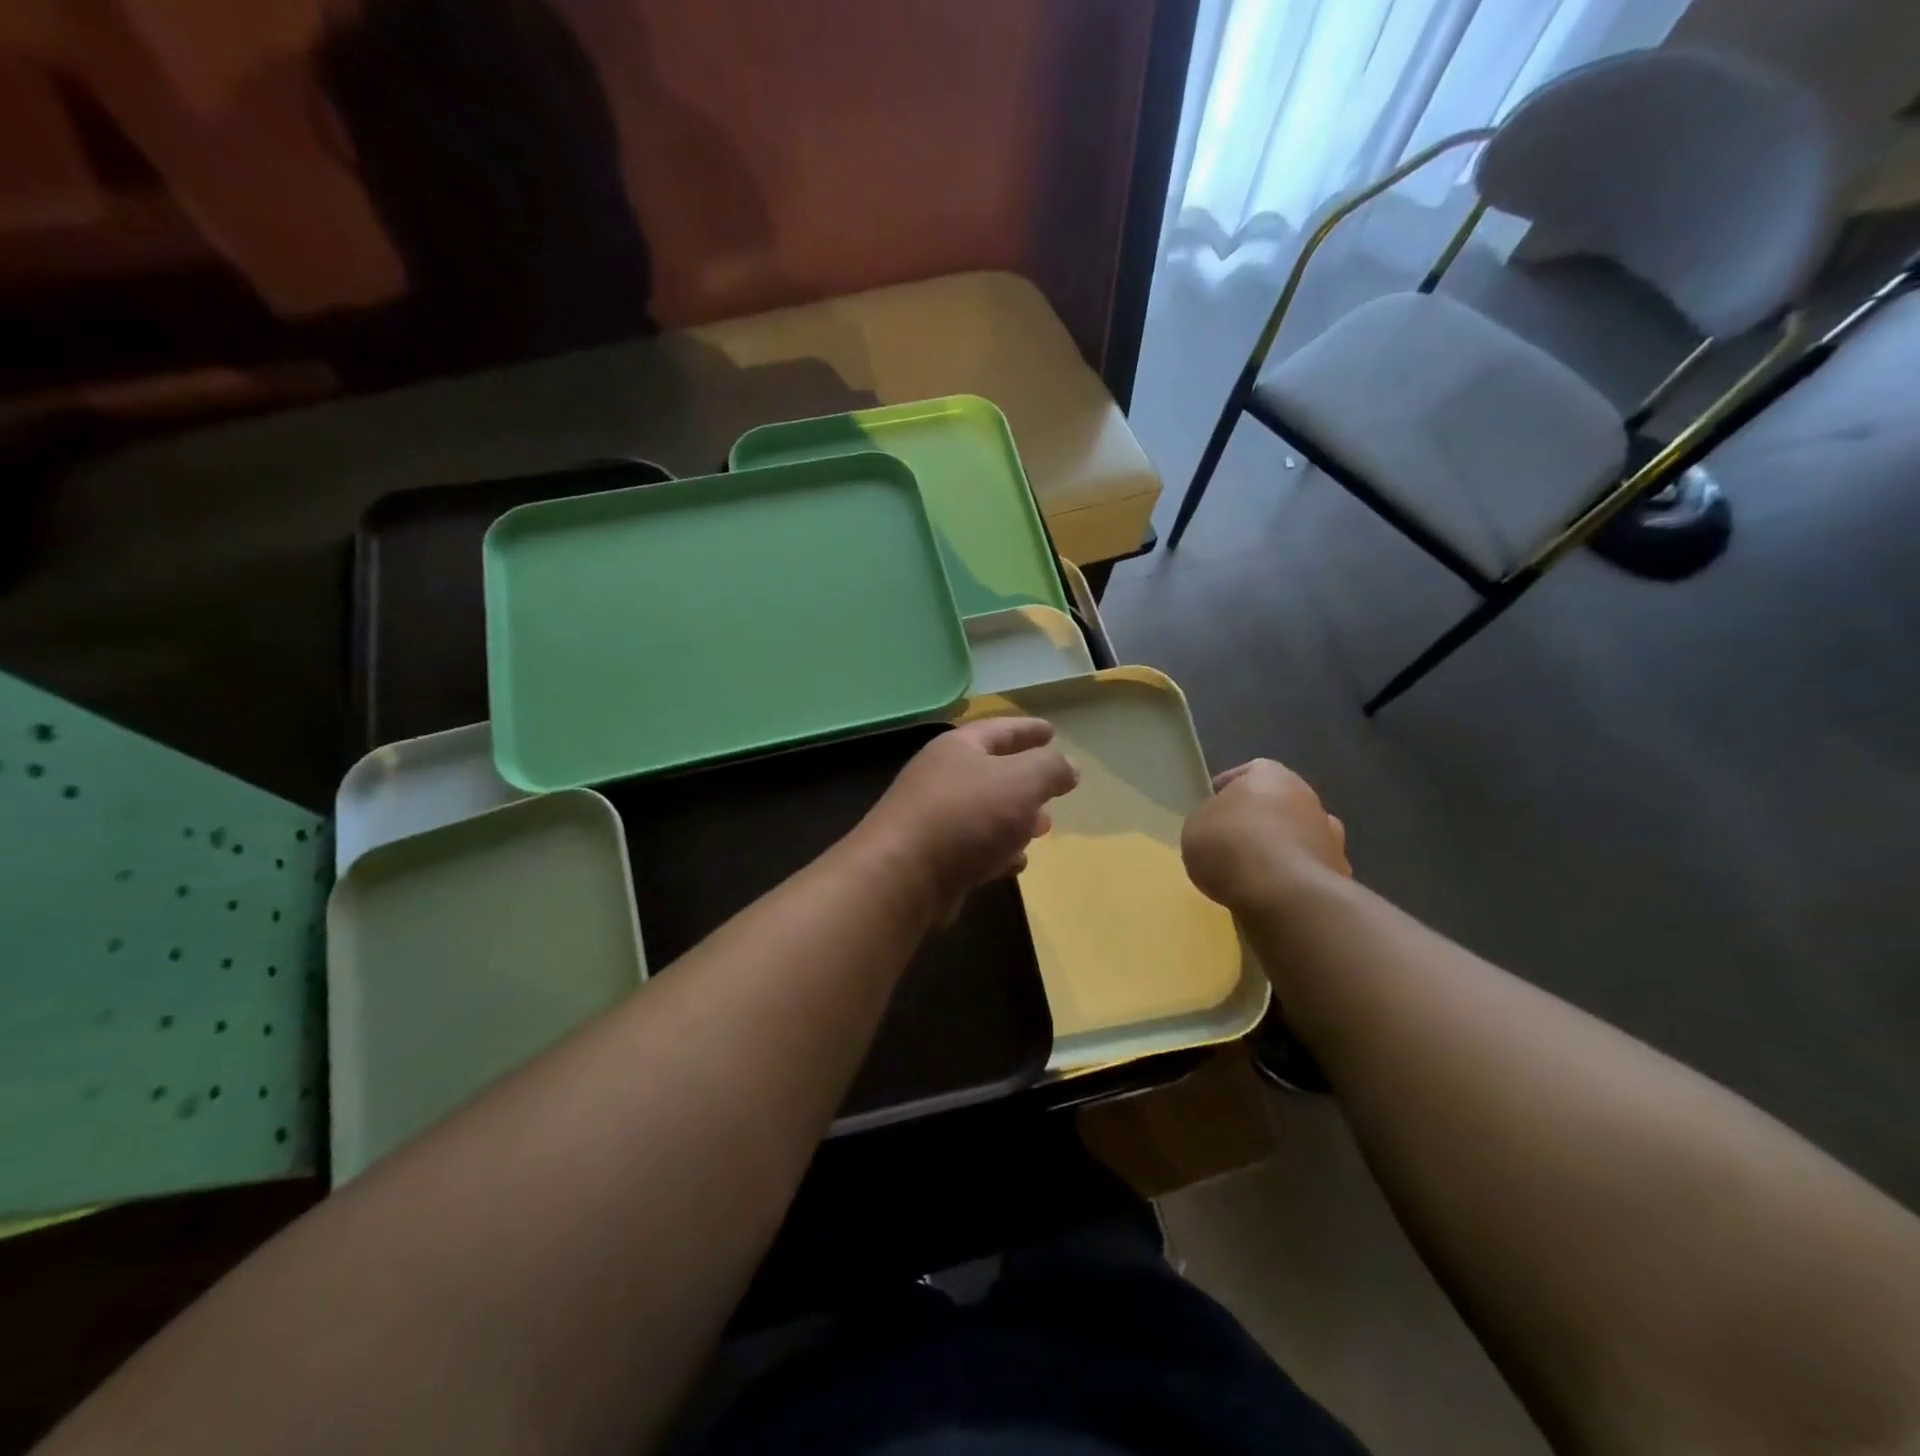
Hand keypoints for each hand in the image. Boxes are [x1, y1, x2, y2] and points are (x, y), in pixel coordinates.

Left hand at [854, 718, 1078, 922]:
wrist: (902, 876)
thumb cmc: (966, 815)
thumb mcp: (1021, 781)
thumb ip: (1050, 768)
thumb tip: (1069, 767)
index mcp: (959, 748)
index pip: (1000, 729)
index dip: (1028, 729)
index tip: (1052, 731)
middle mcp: (943, 778)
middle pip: (992, 772)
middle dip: (1026, 781)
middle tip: (1055, 790)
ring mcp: (935, 819)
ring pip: (986, 813)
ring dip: (1015, 819)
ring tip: (1043, 828)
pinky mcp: (935, 858)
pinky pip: (975, 848)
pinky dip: (998, 852)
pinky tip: (1016, 862)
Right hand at [1182, 759, 1349, 911]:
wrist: (1283, 894)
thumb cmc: (1231, 846)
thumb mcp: (1195, 827)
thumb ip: (1209, 821)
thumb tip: (1222, 827)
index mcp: (1271, 776)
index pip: (1250, 772)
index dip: (1229, 789)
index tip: (1213, 806)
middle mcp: (1308, 798)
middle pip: (1279, 804)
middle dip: (1259, 819)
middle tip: (1233, 840)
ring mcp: (1330, 837)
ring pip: (1299, 837)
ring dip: (1281, 849)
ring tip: (1252, 873)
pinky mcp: (1339, 874)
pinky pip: (1308, 871)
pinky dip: (1294, 880)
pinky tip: (1273, 896)